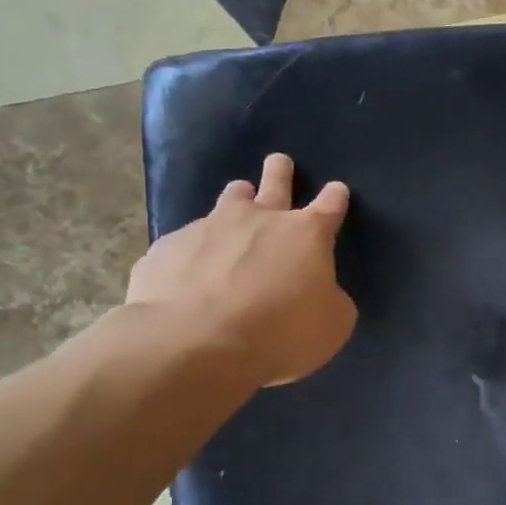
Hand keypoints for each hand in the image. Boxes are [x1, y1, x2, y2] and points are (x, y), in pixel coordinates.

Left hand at [126, 153, 356, 386]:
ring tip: (238, 203)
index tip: (337, 190)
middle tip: (279, 162)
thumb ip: (331, 300)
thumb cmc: (278, 333)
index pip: (330, 206)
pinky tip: (191, 270)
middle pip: (275, 182)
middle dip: (280, 171)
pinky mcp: (169, 247)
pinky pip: (188, 240)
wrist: (192, 342)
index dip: (335, 197)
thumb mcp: (331, 326)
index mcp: (306, 235)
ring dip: (238, 199)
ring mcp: (209, 227)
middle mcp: (259, 219)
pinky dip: (197, 249)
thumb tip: (321, 292)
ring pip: (229, 199)